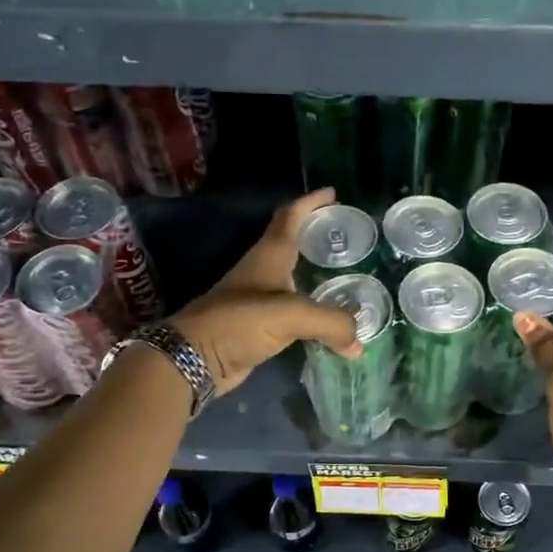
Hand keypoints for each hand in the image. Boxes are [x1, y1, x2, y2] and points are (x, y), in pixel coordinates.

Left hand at [172, 189, 361, 395]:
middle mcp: (264, 272)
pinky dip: (313, 310)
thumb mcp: (290, 315)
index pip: (290, 217)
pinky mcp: (259, 326)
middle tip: (348, 238)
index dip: (310, 202)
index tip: (333, 193)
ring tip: (347, 277)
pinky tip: (329, 320)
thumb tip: (358, 342)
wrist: (193, 358)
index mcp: (269, 256)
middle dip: (318, 236)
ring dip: (317, 274)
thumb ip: (330, 322)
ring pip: (294, 279)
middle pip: (293, 244)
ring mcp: (259, 299)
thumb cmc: (238, 322)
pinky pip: (294, 312)